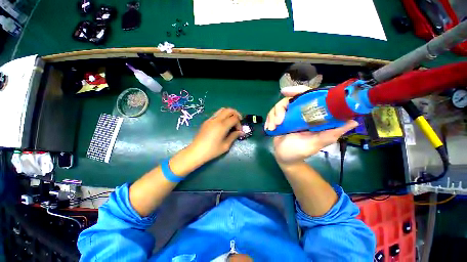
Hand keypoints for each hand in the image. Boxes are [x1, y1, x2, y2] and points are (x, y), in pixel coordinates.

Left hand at [189, 108, 242, 163]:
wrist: (196, 151)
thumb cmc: (212, 150)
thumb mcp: (225, 145)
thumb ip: (234, 136)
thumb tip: (241, 132)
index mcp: (222, 126)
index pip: (234, 118)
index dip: (239, 124)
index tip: (239, 131)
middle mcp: (216, 120)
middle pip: (229, 110)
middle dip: (236, 114)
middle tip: (239, 121)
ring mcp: (210, 119)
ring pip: (222, 110)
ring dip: (229, 113)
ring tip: (232, 121)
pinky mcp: (206, 121)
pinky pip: (217, 114)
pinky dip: (223, 115)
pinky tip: (223, 124)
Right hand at [265, 86, 357, 164]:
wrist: (285, 158)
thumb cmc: (300, 152)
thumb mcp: (316, 143)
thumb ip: (331, 134)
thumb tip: (353, 121)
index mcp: (310, 115)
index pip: (306, 96)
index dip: (297, 91)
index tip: (285, 92)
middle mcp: (298, 113)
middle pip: (288, 100)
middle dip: (280, 109)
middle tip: (278, 121)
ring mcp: (287, 117)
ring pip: (278, 107)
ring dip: (273, 116)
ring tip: (273, 128)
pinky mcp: (278, 121)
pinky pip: (271, 114)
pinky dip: (268, 120)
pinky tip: (269, 128)